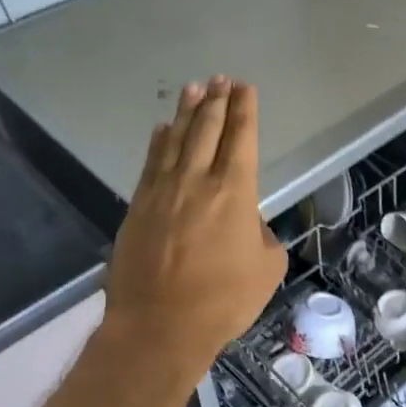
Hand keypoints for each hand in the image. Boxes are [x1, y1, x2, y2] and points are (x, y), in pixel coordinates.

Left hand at [103, 78, 286, 389]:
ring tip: (194, 89)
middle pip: (207, 129)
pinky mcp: (138, 206)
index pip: (241, 138)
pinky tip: (162, 129)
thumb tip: (247, 225)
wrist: (159, 327)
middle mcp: (197, 180)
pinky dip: (159, 141)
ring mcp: (163, 191)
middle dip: (217, 101)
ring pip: (176, 139)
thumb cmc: (223, 301)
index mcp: (234, 192)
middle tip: (221, 79)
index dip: (244, 110)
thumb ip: (262, 237)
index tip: (245, 88)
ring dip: (188, 112)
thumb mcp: (267, 269)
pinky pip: (151, 163)